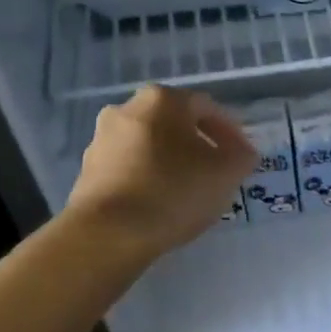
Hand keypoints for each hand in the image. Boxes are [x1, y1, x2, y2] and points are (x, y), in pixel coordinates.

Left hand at [64, 86, 255, 259]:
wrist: (110, 232)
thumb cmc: (175, 191)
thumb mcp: (227, 173)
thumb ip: (241, 156)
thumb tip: (240, 152)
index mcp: (162, 100)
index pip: (207, 108)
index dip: (231, 132)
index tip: (242, 158)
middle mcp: (126, 109)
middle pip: (174, 124)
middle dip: (198, 146)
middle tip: (216, 172)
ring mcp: (102, 139)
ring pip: (150, 145)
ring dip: (171, 162)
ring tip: (189, 191)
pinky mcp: (88, 170)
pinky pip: (130, 168)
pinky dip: (149, 178)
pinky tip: (161, 203)